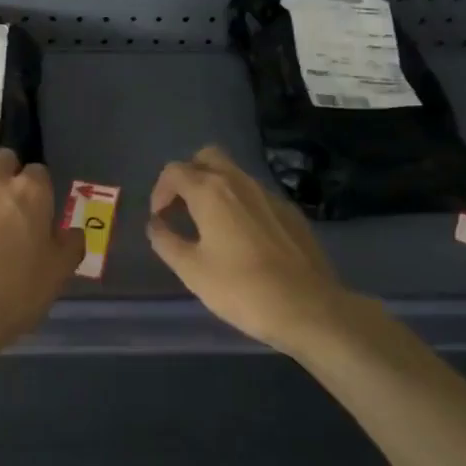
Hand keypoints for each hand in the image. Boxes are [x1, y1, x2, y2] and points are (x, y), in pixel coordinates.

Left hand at [0, 148, 85, 359]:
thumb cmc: (15, 293)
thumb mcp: (58, 274)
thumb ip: (70, 246)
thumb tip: (73, 232)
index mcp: (32, 193)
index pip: (39, 171)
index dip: (38, 188)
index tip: (36, 208)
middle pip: (5, 157)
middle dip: (8, 171)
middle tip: (6, 199)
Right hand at [147, 145, 376, 357]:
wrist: (309, 308)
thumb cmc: (242, 289)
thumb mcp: (191, 270)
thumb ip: (166, 241)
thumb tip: (156, 224)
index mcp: (210, 191)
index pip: (174, 171)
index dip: (160, 191)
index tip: (160, 218)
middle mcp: (239, 182)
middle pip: (206, 157)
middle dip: (188, 175)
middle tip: (182, 207)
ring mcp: (269, 195)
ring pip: (234, 174)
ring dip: (214, 188)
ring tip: (209, 225)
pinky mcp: (290, 212)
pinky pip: (255, 195)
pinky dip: (240, 204)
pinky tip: (243, 239)